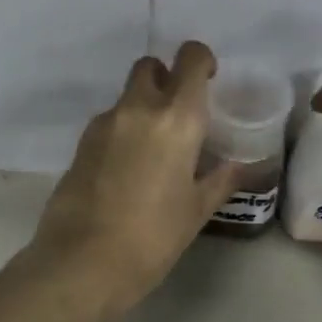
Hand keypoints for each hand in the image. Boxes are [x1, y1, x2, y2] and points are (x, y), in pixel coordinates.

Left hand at [29, 41, 241, 321]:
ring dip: (143, 107)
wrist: (82, 263)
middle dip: (166, 78)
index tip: (209, 81)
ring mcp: (104, 124)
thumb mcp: (196, 211)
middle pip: (150, 67)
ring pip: (127, 95)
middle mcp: (138, 108)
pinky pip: (109, 122)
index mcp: (176, 118)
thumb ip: (220, 180)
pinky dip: (123, 131)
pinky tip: (128, 169)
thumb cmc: (152, 237)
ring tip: (154, 151)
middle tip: (179, 114)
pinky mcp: (80, 143)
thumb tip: (241, 167)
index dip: (201, 61)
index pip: (189, 59)